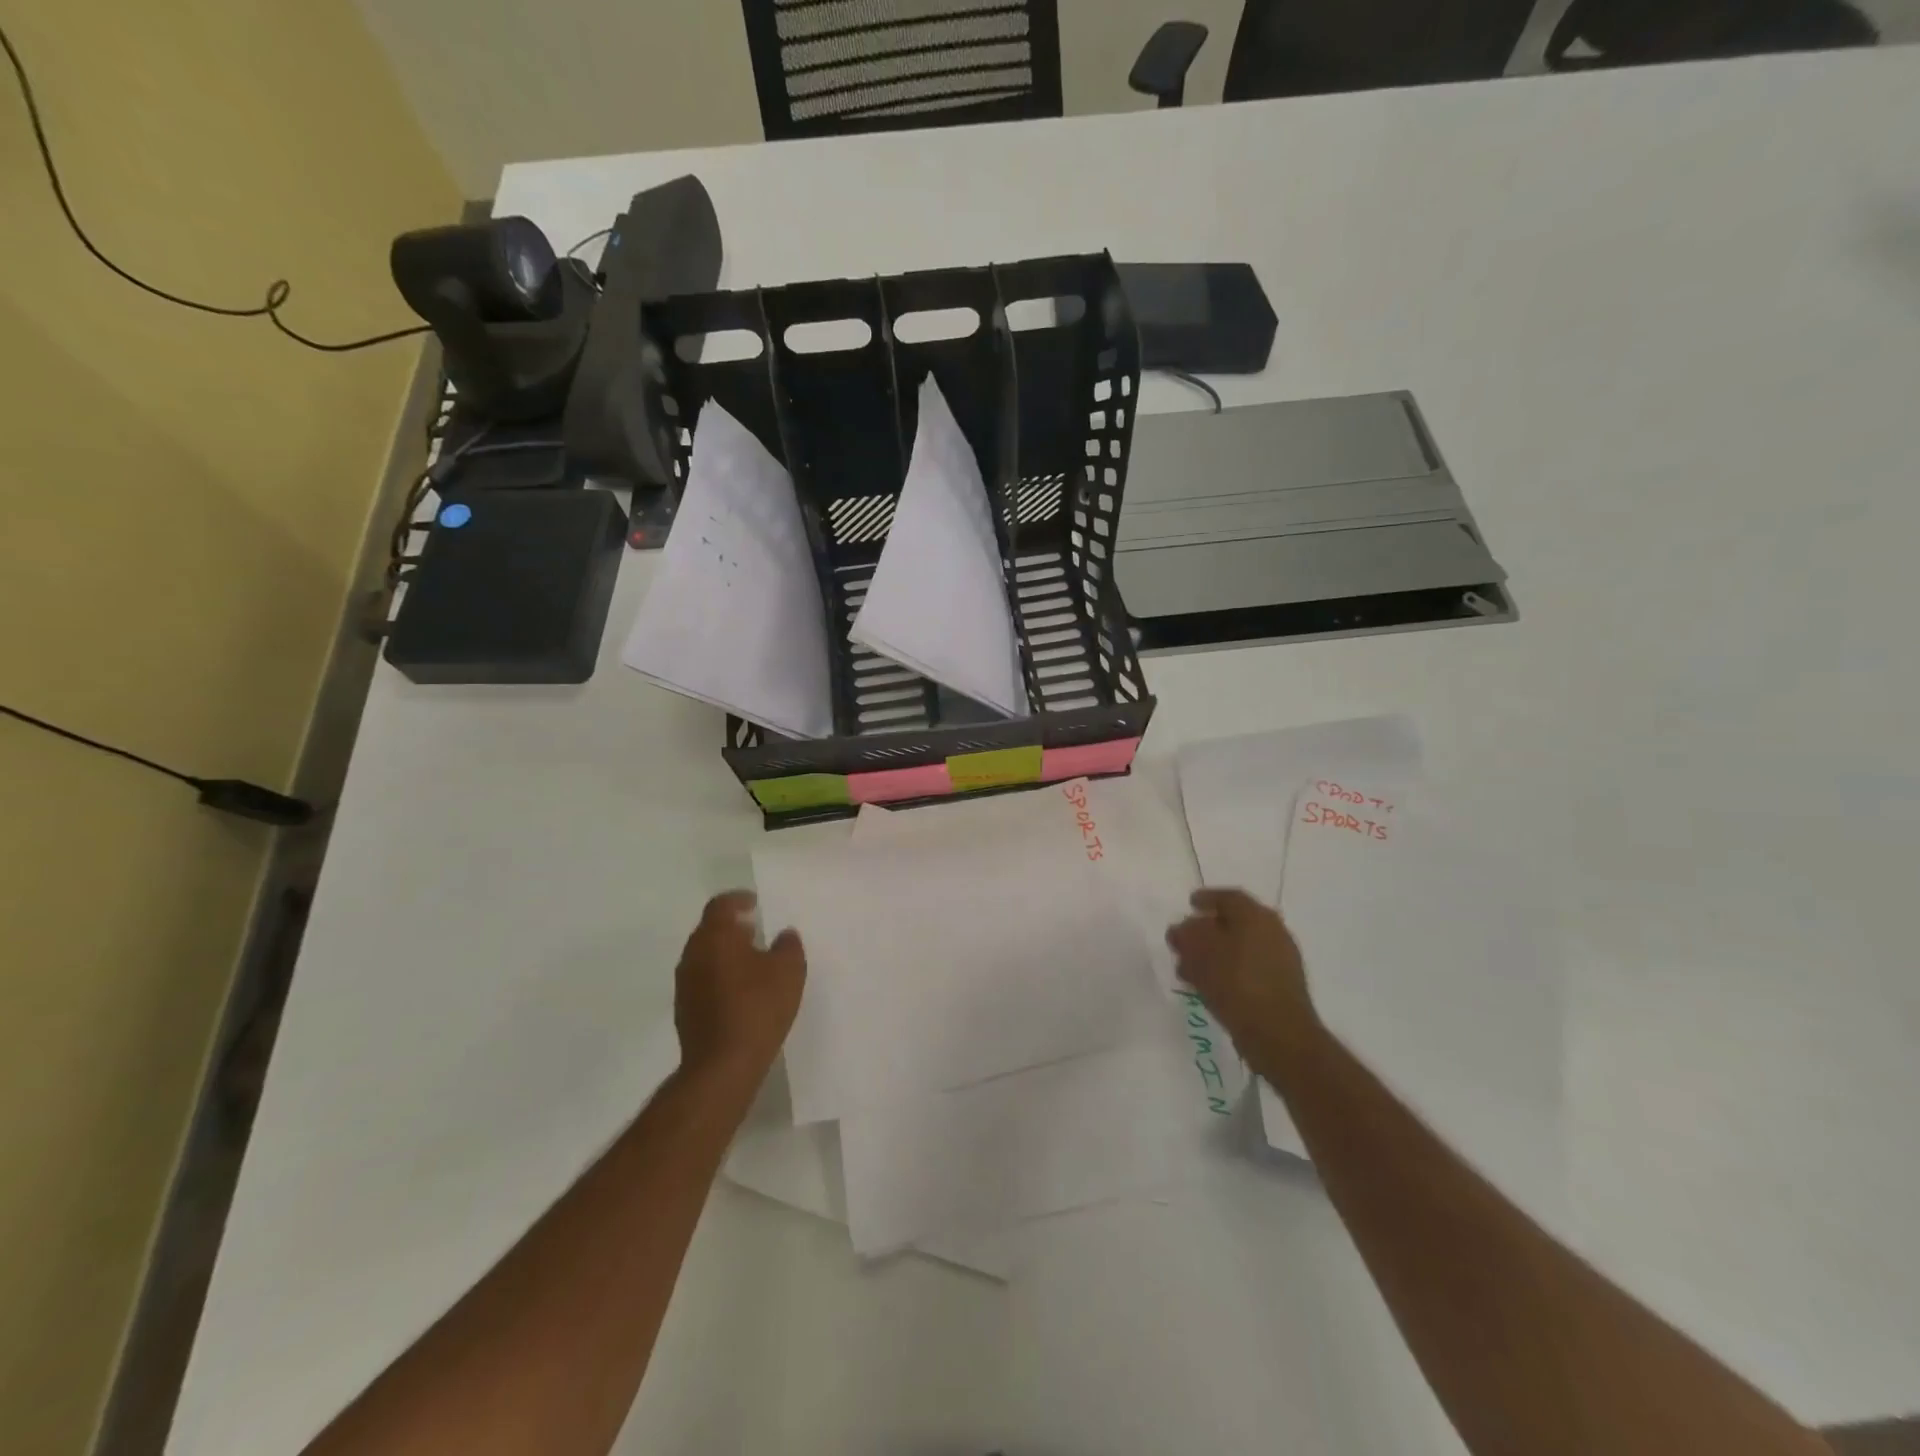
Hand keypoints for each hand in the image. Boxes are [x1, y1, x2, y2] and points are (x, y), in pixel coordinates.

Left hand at [673, 891, 806, 1088]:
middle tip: (754, 930)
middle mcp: (693, 954)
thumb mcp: (789, 971)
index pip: (720, 905)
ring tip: (751, 961)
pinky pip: (702, 980)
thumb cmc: (757, 1007)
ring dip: (725, 953)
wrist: (722, 1065)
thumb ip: (788, 946)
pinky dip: (719, 976)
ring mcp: (684, 984)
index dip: (738, 899)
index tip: (754, 903)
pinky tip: (740, 991)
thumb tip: (784, 935)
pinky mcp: (684, 1010)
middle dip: (731, 927)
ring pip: (704, 956)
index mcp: (715, 937)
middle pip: (709, 930)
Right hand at [1166, 888, 1318, 1077]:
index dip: (1205, 899)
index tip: (1189, 904)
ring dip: (1213, 953)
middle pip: (1234, 923)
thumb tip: (1183, 928)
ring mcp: (1281, 960)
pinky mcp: (1281, 986)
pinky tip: (1208, 986)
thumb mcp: (1199, 951)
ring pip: (1239, 947)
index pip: (1228, 897)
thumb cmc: (1236, 983)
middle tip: (1184, 940)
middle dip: (1206, 930)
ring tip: (1188, 969)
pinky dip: (1227, 971)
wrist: (1279, 1035)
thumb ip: (1186, 933)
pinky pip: (1247, 968)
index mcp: (1255, 915)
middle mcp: (1273, 931)